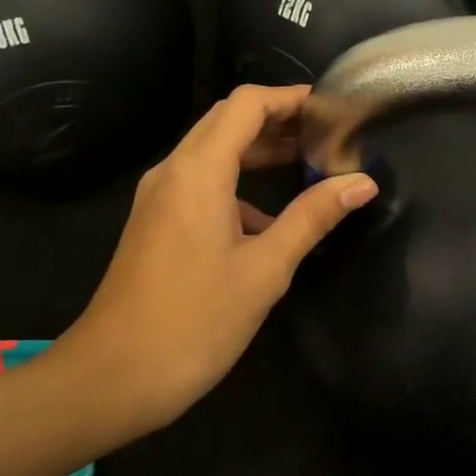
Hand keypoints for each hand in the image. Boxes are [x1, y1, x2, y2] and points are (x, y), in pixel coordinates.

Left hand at [67, 85, 376, 431]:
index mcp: (198, 171)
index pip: (246, 105)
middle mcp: (173, 172)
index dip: (289, 98)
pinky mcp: (155, 224)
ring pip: (212, 153)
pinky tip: (269, 222)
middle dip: (277, 121)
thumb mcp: (265, 269)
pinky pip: (200, 185)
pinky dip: (237, 186)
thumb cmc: (194, 321)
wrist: (113, 376)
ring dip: (257, 152)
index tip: (331, 110)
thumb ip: (312, 218)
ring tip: (307, 166)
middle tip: (326, 135)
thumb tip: (362, 182)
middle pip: (226, 122)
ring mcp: (159, 198)